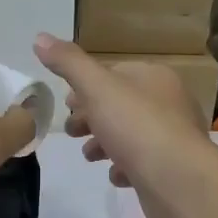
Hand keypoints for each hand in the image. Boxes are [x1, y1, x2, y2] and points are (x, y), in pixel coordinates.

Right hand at [33, 34, 217, 217]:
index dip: (87, 86)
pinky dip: (125, 167)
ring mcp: (172, 137)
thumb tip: (39, 38)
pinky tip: (115, 175)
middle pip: (121, 105)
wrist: (177, 179)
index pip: (116, 73)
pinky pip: (143, 163)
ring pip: (130, 134)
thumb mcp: (96, 87)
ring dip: (105, 143)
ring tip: (89, 155)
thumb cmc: (136, 125)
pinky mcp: (172, 168)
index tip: (65, 103)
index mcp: (154, 77)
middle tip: (71, 131)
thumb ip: (68, 63)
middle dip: (92, 117)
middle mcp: (168, 103)